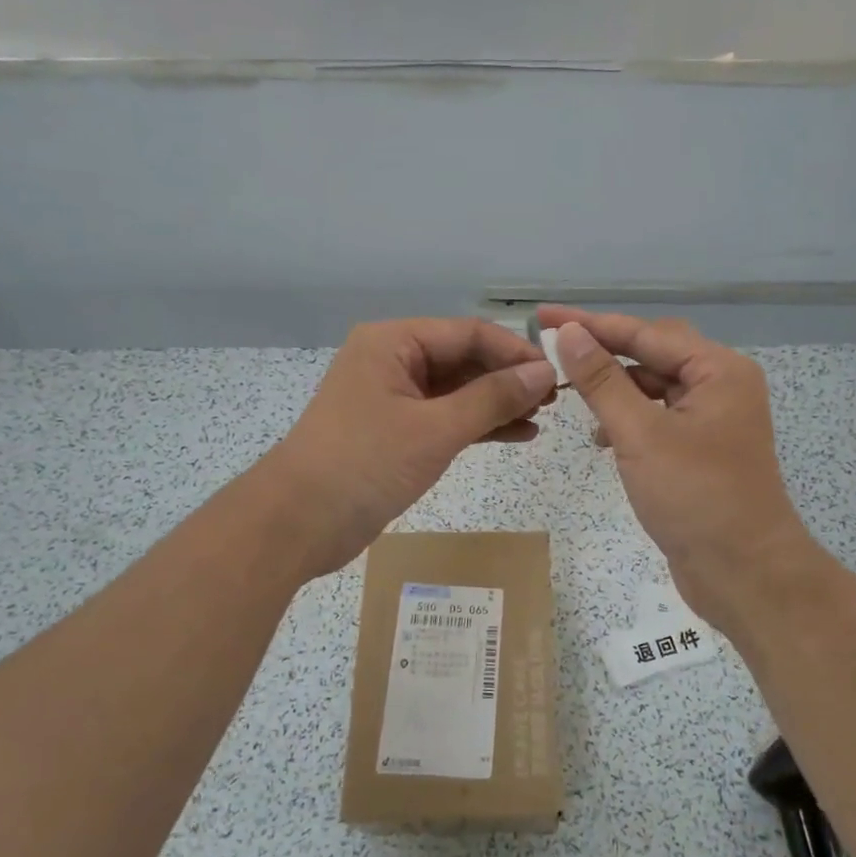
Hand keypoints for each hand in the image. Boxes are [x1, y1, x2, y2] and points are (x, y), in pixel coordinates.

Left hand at [258, 318, 557, 577]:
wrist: (298, 523)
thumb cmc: (365, 464)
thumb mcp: (435, 429)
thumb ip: (493, 399)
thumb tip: (544, 373)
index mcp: (393, 342)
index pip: (468, 333)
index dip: (514, 352)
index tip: (557, 374)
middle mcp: (392, 361)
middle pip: (463, 359)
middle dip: (508, 378)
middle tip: (556, 399)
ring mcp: (393, 399)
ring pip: (457, 391)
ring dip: (498, 403)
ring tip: (544, 417)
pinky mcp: (396, 433)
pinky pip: (446, 419)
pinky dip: (478, 426)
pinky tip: (518, 435)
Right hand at [538, 306, 826, 635]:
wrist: (744, 573)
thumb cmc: (695, 498)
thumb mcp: (640, 435)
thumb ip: (602, 381)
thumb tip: (568, 334)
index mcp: (718, 370)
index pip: (645, 333)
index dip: (591, 324)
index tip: (542, 317)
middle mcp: (720, 385)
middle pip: (652, 352)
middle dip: (604, 350)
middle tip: (553, 350)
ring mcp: (713, 419)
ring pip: (654, 385)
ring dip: (614, 387)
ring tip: (571, 394)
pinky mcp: (701, 449)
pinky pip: (658, 416)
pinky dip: (628, 418)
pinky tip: (601, 436)